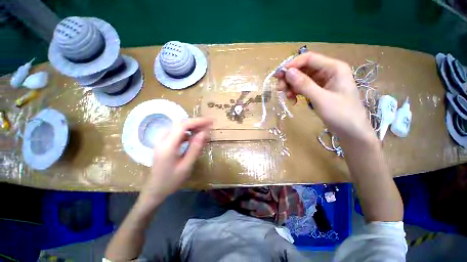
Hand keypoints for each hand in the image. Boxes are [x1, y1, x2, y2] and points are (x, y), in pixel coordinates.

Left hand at [138, 118, 212, 206]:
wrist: (154, 190)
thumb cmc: (171, 181)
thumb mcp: (186, 165)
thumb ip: (195, 148)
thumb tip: (204, 133)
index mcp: (168, 146)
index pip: (183, 126)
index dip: (197, 121)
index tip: (210, 121)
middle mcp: (162, 140)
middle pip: (180, 124)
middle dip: (196, 123)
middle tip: (209, 125)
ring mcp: (161, 141)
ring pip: (178, 128)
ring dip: (192, 127)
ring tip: (203, 130)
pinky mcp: (163, 144)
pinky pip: (176, 134)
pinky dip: (187, 133)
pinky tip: (193, 137)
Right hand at [275, 52, 373, 141]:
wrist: (351, 131)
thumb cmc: (341, 114)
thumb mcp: (321, 99)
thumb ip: (304, 85)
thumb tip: (287, 72)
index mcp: (334, 68)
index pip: (309, 58)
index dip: (292, 65)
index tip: (279, 76)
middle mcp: (328, 71)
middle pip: (303, 69)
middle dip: (290, 78)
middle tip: (280, 89)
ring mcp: (323, 82)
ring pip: (301, 79)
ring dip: (292, 87)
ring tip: (288, 98)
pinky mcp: (319, 91)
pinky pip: (304, 88)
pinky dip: (296, 93)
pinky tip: (294, 101)